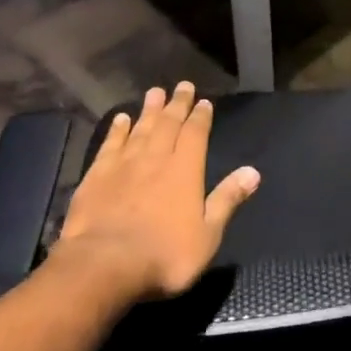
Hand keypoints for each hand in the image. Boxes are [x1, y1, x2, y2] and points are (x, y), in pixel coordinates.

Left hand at [54, 83, 260, 300]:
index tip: (204, 102)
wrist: (103, 265)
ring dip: (149, 110)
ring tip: (155, 92)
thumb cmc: (163, 256)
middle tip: (183, 86)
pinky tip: (120, 119)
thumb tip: (253, 172)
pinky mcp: (97, 176)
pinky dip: (117, 130)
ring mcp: (124, 164)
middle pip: (168, 124)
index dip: (201, 117)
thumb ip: (227, 200)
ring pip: (140, 128)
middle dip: (177, 104)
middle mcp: (156, 158)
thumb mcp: (207, 235)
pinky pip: (110, 144)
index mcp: (185, 170)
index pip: (196, 134)